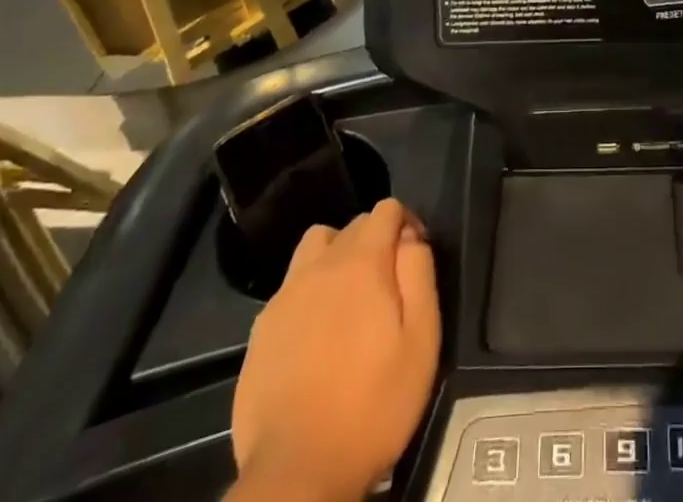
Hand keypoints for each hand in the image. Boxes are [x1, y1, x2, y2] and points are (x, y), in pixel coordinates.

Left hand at [231, 199, 440, 501]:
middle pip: (353, 225)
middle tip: (388, 284)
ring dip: (337, 255)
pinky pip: (290, 286)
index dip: (406, 222)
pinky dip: (308, 292)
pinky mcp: (261, 329)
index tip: (414, 255)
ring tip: (348, 296)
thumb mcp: (421, 339)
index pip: (386, 209)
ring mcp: (285, 295)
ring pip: (316, 245)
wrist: (297, 473)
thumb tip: (411, 237)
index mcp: (362, 262)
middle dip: (375, 240)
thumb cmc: (373, 405)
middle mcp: (321, 265)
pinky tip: (315, 332)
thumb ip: (419, 273)